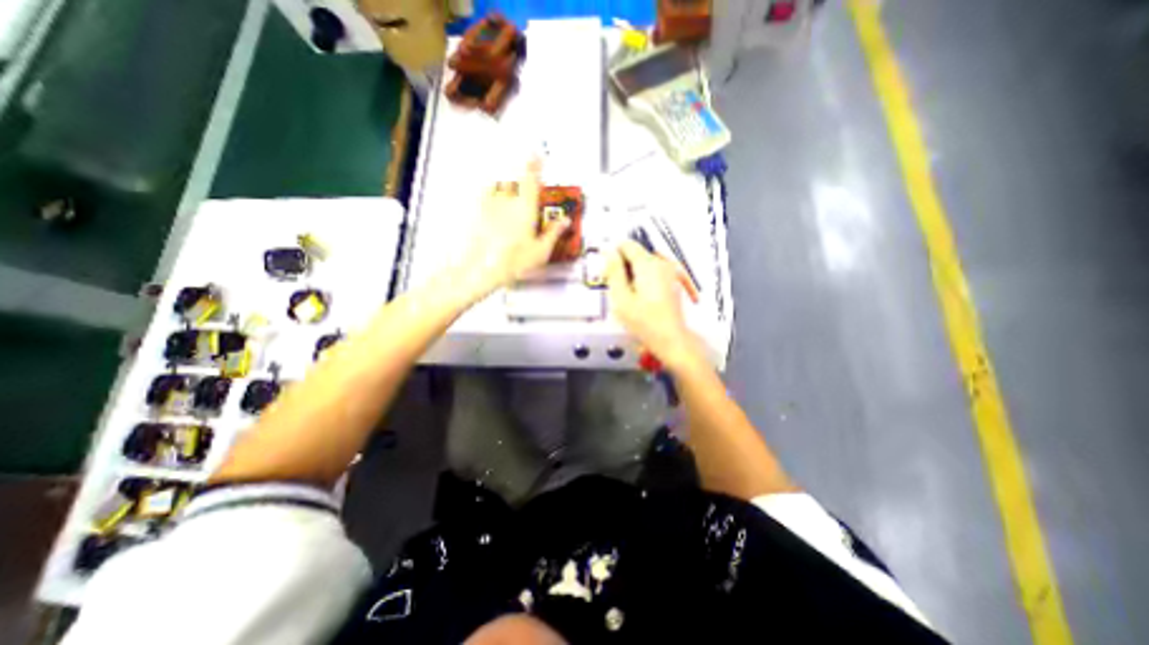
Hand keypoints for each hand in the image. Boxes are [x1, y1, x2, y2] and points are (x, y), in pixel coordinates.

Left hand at [453, 158, 569, 293]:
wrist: (482, 268)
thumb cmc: (513, 261)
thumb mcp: (541, 250)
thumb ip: (553, 233)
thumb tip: (565, 221)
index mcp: (525, 207)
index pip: (531, 178)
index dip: (535, 164)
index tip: (537, 155)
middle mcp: (507, 201)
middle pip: (515, 180)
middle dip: (521, 178)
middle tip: (527, 183)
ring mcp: (490, 206)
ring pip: (500, 187)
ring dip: (507, 186)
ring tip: (512, 193)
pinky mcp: (478, 213)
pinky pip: (486, 196)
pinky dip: (492, 194)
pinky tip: (494, 202)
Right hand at [605, 240, 705, 372]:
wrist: (670, 338)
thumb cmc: (646, 322)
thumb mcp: (621, 297)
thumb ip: (613, 271)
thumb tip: (608, 252)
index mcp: (648, 265)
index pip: (627, 244)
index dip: (613, 253)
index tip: (606, 268)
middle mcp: (661, 264)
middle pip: (636, 253)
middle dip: (621, 264)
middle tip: (613, 285)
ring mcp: (669, 272)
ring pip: (644, 263)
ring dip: (631, 272)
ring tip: (626, 293)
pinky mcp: (672, 281)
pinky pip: (653, 272)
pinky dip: (642, 278)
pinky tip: (638, 296)